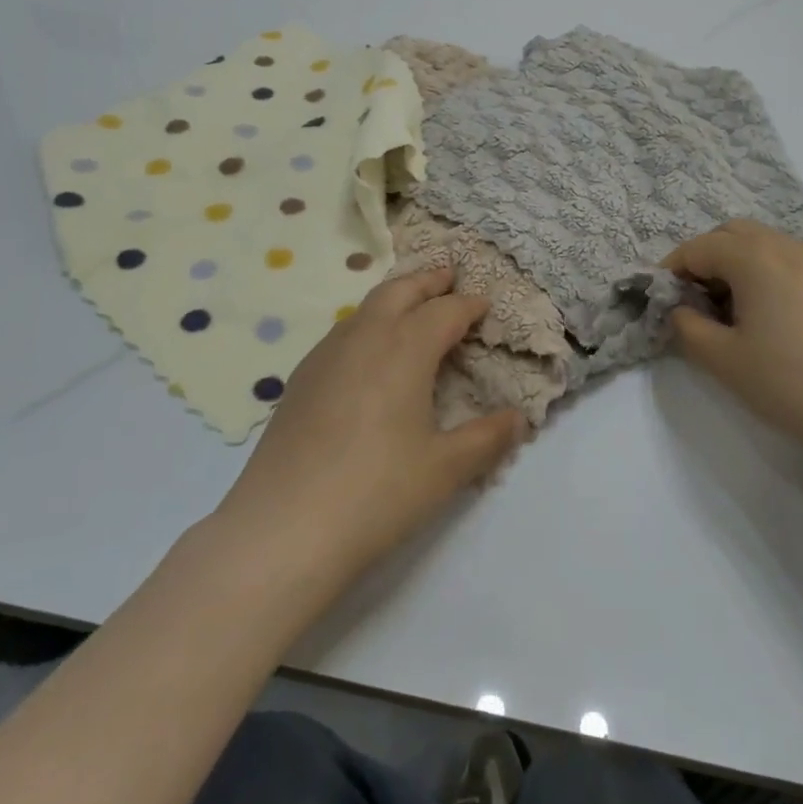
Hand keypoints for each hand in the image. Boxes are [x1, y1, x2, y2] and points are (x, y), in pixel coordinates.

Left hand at [212, 267, 522, 588]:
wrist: (283, 528)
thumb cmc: (378, 492)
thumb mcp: (446, 469)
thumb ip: (487, 438)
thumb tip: (518, 418)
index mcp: (405, 348)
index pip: (445, 312)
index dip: (469, 305)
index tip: (485, 305)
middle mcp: (364, 338)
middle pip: (399, 291)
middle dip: (428, 281)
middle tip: (449, 275)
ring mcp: (325, 356)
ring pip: (365, 308)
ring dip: (394, 299)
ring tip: (411, 307)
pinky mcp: (300, 380)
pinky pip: (342, 334)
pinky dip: (366, 325)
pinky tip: (368, 355)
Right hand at [663, 220, 802, 468]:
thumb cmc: (792, 384)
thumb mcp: (723, 360)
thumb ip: (687, 327)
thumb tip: (679, 309)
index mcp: (755, 257)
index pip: (698, 247)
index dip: (671, 270)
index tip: (659, 299)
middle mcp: (787, 247)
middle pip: (732, 234)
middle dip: (703, 258)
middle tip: (691, 300)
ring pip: (763, 245)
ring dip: (735, 264)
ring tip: (727, 310)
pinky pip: (788, 261)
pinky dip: (764, 274)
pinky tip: (766, 317)